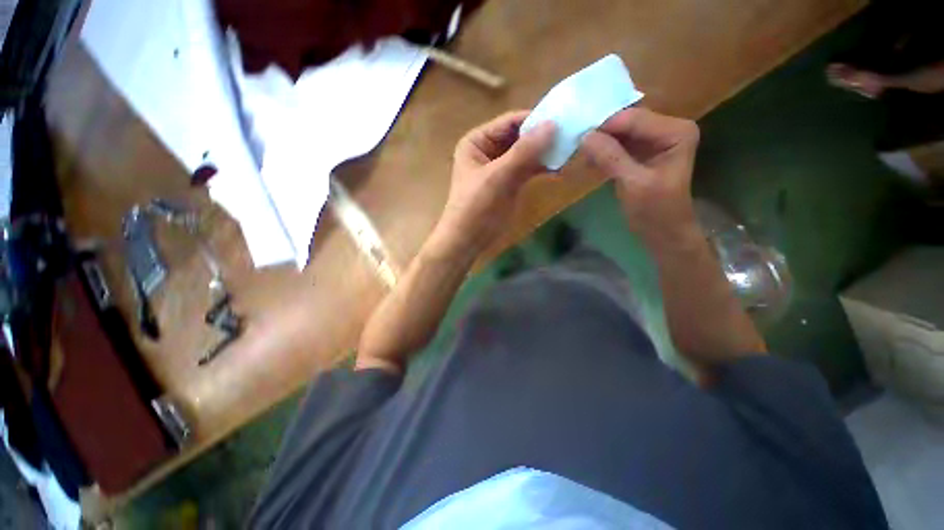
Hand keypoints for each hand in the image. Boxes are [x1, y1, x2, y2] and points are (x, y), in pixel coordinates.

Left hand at [430, 111, 555, 258]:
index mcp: (477, 141)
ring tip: (569, 150)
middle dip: (542, 137)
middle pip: (519, 136)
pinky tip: (558, 167)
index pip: (509, 122)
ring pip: (526, 153)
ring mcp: (500, 167)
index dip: (535, 119)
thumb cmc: (476, 207)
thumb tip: (553, 124)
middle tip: (571, 136)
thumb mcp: (498, 176)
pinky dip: (541, 167)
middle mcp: (488, 150)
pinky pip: (528, 169)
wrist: (468, 240)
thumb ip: (524, 151)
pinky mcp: (509, 183)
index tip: (563, 119)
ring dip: (544, 152)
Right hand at [580, 108, 699, 245]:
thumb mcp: (633, 183)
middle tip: (574, 143)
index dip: (604, 126)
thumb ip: (610, 158)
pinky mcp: (642, 152)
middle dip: (601, 133)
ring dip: (599, 143)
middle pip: (626, 122)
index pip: (634, 119)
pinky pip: (618, 145)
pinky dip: (602, 152)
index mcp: (676, 131)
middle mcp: (667, 128)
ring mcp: (654, 139)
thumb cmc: (655, 211)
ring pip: (620, 133)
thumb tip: (584, 136)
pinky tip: (589, 161)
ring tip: (579, 153)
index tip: (576, 136)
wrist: (664, 232)